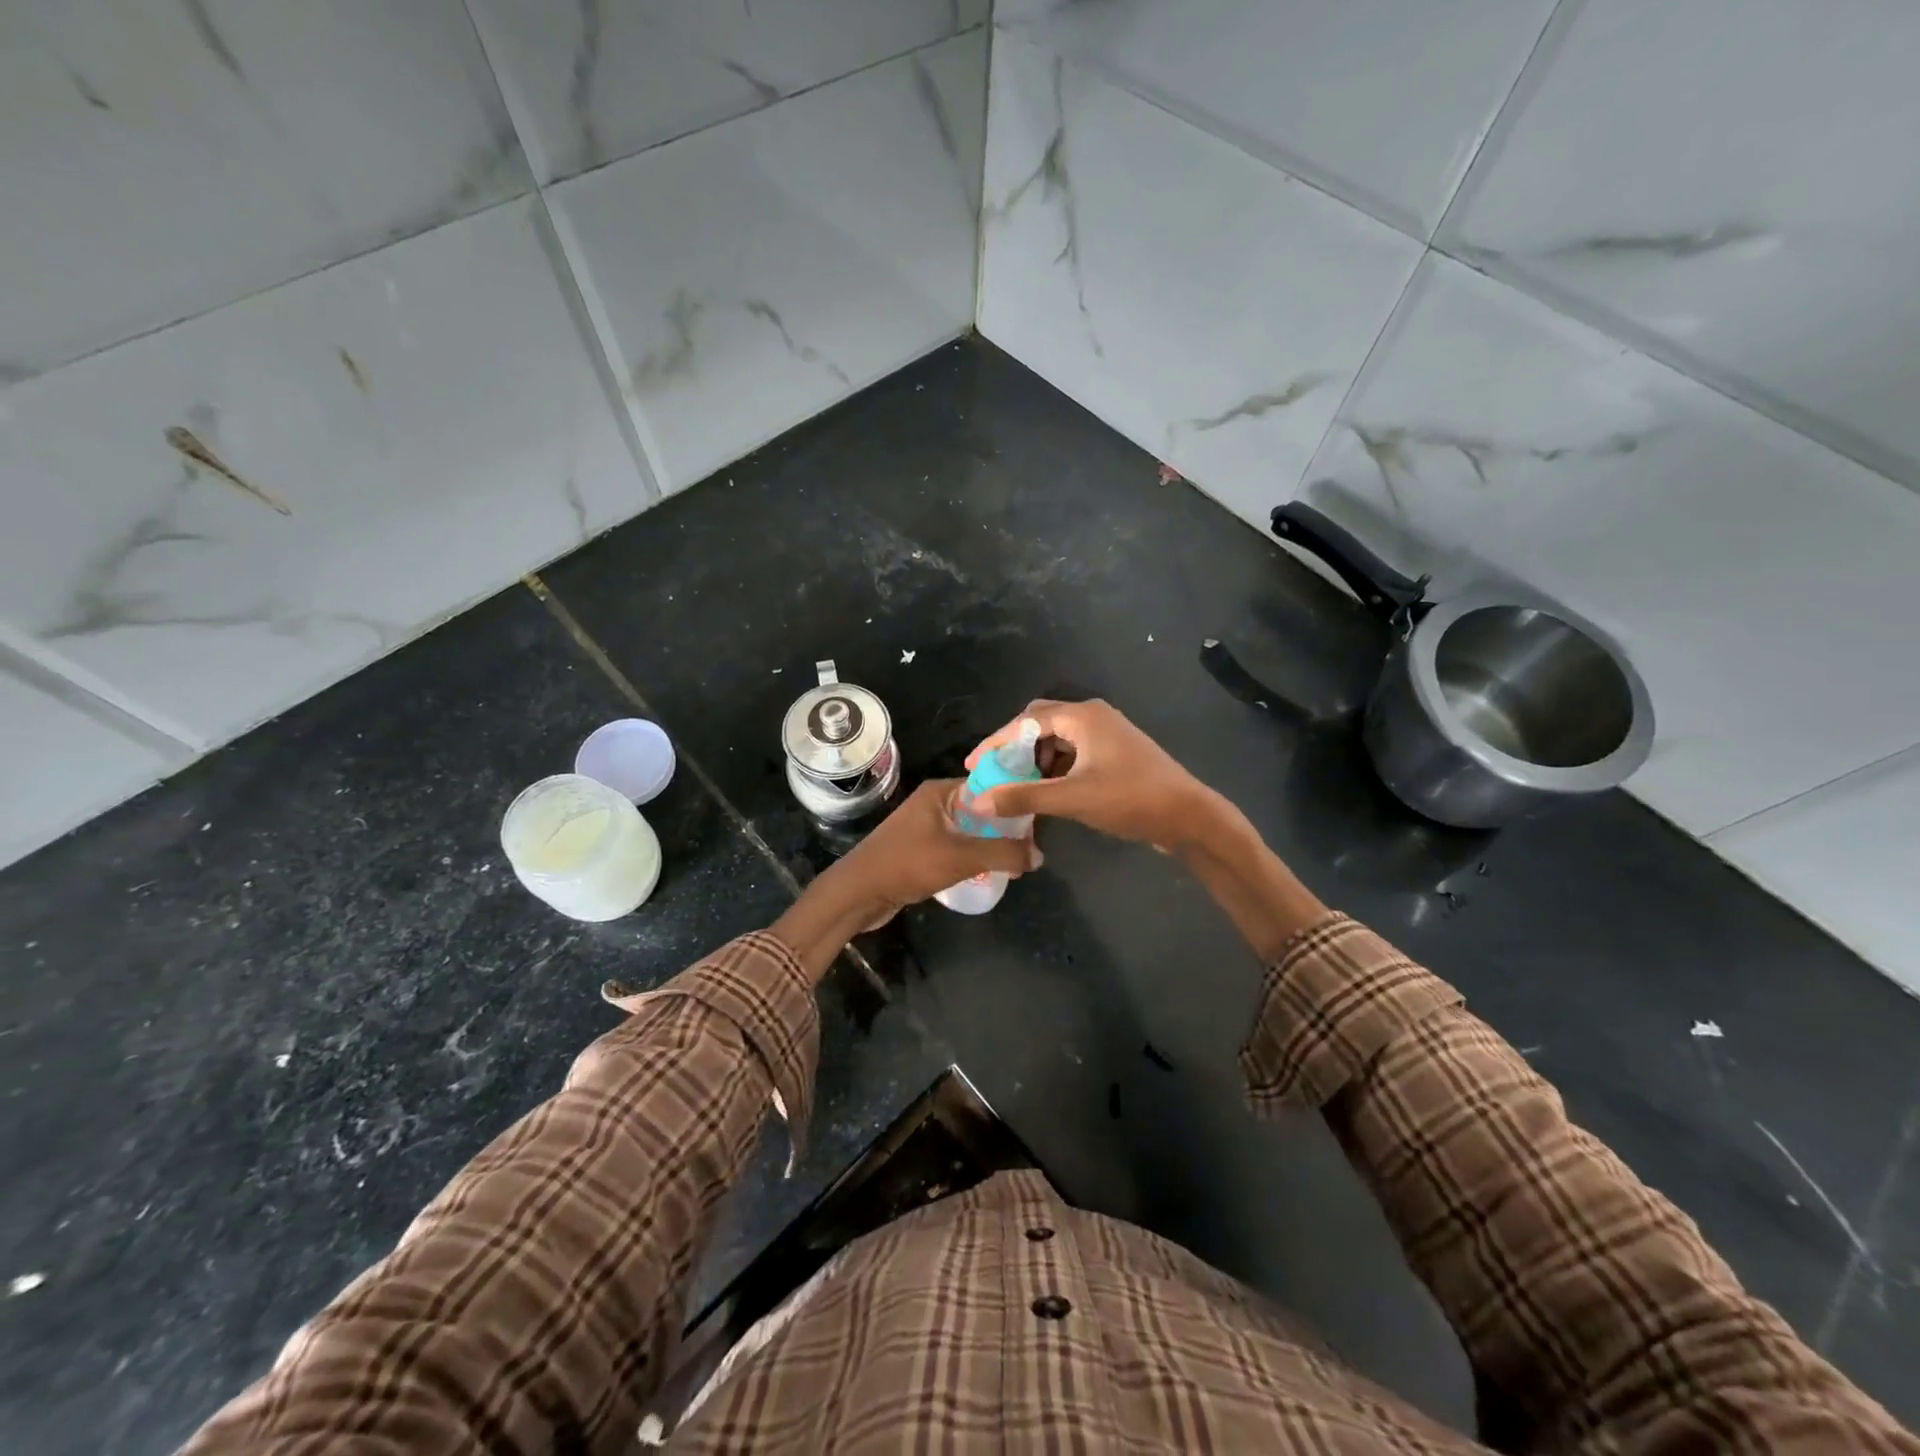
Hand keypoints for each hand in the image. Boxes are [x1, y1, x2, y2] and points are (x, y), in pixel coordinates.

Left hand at [834, 779, 1040, 923]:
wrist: (859, 893)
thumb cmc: (909, 864)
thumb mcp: (962, 857)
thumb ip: (1003, 853)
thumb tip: (1039, 855)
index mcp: (941, 791)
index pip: (989, 786)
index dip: (1014, 801)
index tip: (1040, 820)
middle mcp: (934, 802)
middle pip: (982, 809)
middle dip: (1006, 827)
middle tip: (1031, 848)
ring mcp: (926, 826)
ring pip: (970, 830)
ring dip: (990, 844)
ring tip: (1016, 863)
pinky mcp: (921, 848)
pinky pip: (958, 846)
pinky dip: (974, 856)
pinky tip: (989, 872)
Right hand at [967, 699, 1212, 848]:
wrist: (1189, 816)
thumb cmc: (1130, 799)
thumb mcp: (1072, 799)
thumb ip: (1023, 797)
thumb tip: (977, 802)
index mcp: (1083, 716)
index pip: (1025, 721)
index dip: (995, 743)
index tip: (973, 765)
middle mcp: (1093, 716)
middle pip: (1040, 723)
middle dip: (1015, 748)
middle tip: (995, 774)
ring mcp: (1107, 734)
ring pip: (1057, 739)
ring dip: (1035, 760)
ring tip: (1019, 787)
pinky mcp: (1115, 752)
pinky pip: (1074, 752)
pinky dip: (1055, 768)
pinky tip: (1048, 791)